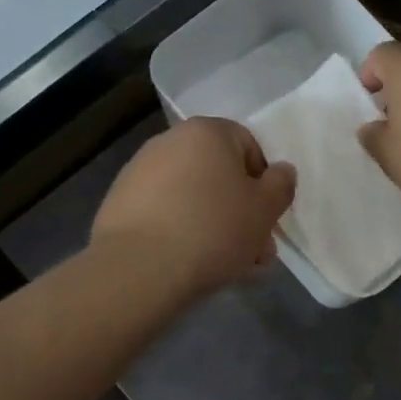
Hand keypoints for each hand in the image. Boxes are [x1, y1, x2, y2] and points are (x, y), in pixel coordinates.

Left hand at [92, 117, 296, 296]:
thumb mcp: (265, 209)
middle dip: (240, 212)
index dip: (264, 184)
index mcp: (207, 132)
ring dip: (214, 226)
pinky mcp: (119, 203)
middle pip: (219, 175)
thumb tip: (281, 172)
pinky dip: (181, 233)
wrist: (139, 268)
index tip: (267, 218)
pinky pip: (164, 214)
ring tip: (226, 266)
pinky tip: (190, 265)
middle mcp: (169, 142)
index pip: (249, 146)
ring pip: (193, 198)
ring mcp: (139, 171)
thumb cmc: (213, 229)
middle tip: (254, 253)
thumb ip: (281, 185)